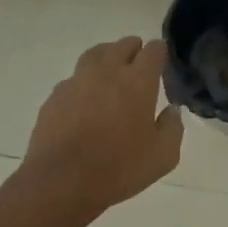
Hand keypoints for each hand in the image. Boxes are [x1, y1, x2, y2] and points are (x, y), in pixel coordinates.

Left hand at [23, 37, 182, 215]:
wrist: (62, 181)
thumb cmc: (119, 168)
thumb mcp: (163, 156)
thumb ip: (172, 128)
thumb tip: (171, 111)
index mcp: (138, 82)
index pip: (153, 51)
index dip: (159, 52)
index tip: (162, 60)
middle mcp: (107, 72)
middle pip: (122, 45)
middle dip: (134, 49)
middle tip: (139, 61)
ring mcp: (77, 82)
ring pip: (95, 55)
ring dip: (107, 56)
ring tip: (111, 69)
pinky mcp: (55, 96)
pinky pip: (74, 79)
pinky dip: (84, 82)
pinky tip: (86, 99)